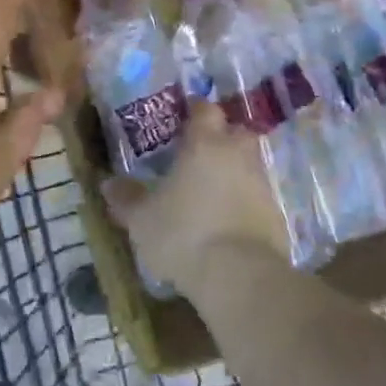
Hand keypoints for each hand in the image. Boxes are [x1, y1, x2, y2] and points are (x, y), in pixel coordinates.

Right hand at [103, 102, 289, 298]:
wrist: (239, 275)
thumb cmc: (183, 234)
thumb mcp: (141, 220)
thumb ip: (127, 198)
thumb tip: (108, 183)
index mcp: (204, 144)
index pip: (204, 110)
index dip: (195, 111)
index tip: (184, 119)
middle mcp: (237, 154)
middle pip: (235, 132)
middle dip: (221, 138)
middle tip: (199, 153)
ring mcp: (262, 183)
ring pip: (249, 164)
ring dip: (233, 171)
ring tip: (210, 191)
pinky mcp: (277, 213)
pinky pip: (258, 196)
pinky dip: (245, 201)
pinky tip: (228, 220)